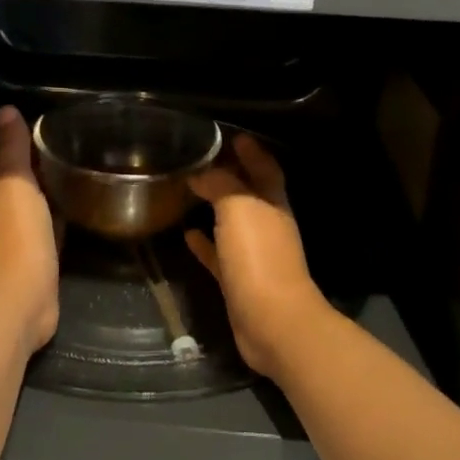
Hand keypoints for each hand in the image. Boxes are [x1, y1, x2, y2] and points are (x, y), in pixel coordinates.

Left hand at [0, 106, 59, 352]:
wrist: (22, 297)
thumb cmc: (17, 233)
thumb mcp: (15, 182)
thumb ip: (12, 149)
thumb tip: (5, 109)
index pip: (15, 163)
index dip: (31, 146)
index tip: (54, 126)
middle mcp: (8, 215)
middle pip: (28, 185)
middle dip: (44, 169)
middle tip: (75, 147)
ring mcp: (26, 240)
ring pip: (42, 207)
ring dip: (55, 193)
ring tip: (84, 173)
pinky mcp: (44, 261)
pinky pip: (55, 231)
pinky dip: (64, 219)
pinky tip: (83, 211)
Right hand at [185, 136, 336, 382]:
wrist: (272, 322)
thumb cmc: (259, 256)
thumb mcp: (238, 208)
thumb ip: (220, 185)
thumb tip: (201, 172)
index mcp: (273, 204)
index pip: (265, 169)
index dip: (252, 152)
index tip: (233, 136)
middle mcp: (267, 225)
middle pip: (249, 194)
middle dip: (230, 176)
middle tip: (202, 160)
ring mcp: (254, 255)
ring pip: (233, 223)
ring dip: (215, 208)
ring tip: (189, 191)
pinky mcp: (238, 280)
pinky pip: (218, 255)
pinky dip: (204, 243)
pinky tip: (186, 234)